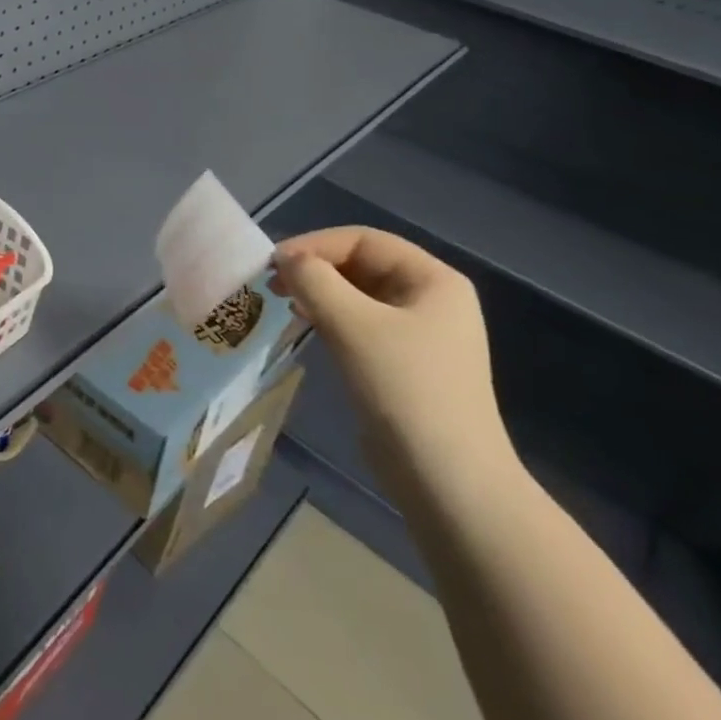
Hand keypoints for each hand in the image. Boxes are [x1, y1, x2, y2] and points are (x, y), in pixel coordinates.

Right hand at [270, 226, 516, 496]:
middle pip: (362, 264)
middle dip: (316, 268)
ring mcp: (420, 334)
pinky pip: (360, 324)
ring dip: (319, 292)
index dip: (315, 244)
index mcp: (434, 280)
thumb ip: (313, 280)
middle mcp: (431, 299)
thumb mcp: (352, 324)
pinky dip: (330, 317)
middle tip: (273, 283)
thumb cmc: (404, 388)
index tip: (275, 263)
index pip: (364, 240)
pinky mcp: (404, 364)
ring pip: (358, 295)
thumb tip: (286, 260)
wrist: (446, 479)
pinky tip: (308, 325)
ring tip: (286, 302)